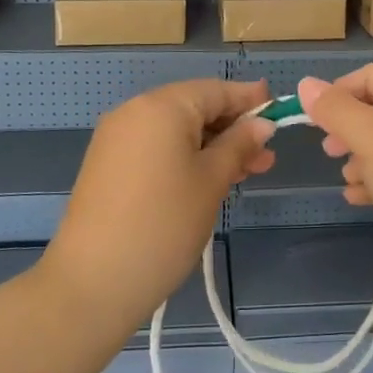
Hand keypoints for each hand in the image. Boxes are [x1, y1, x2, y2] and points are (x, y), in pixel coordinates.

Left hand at [41, 78, 275, 327]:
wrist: (93, 282)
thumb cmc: (164, 224)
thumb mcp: (211, 182)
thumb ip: (239, 145)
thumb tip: (262, 125)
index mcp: (161, 106)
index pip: (215, 90)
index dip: (249, 100)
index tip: (278, 108)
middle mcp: (135, 111)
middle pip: (194, 108)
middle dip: (232, 129)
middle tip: (266, 157)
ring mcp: (116, 138)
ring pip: (175, 131)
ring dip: (211, 146)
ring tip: (246, 173)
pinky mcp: (107, 164)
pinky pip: (155, 147)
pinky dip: (184, 157)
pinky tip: (208, 180)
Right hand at [297, 65, 372, 295]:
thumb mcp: (368, 135)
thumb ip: (334, 109)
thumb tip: (306, 84)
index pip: (369, 74)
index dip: (337, 93)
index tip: (312, 121)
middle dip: (348, 129)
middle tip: (329, 150)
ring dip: (361, 159)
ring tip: (348, 179)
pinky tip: (359, 199)